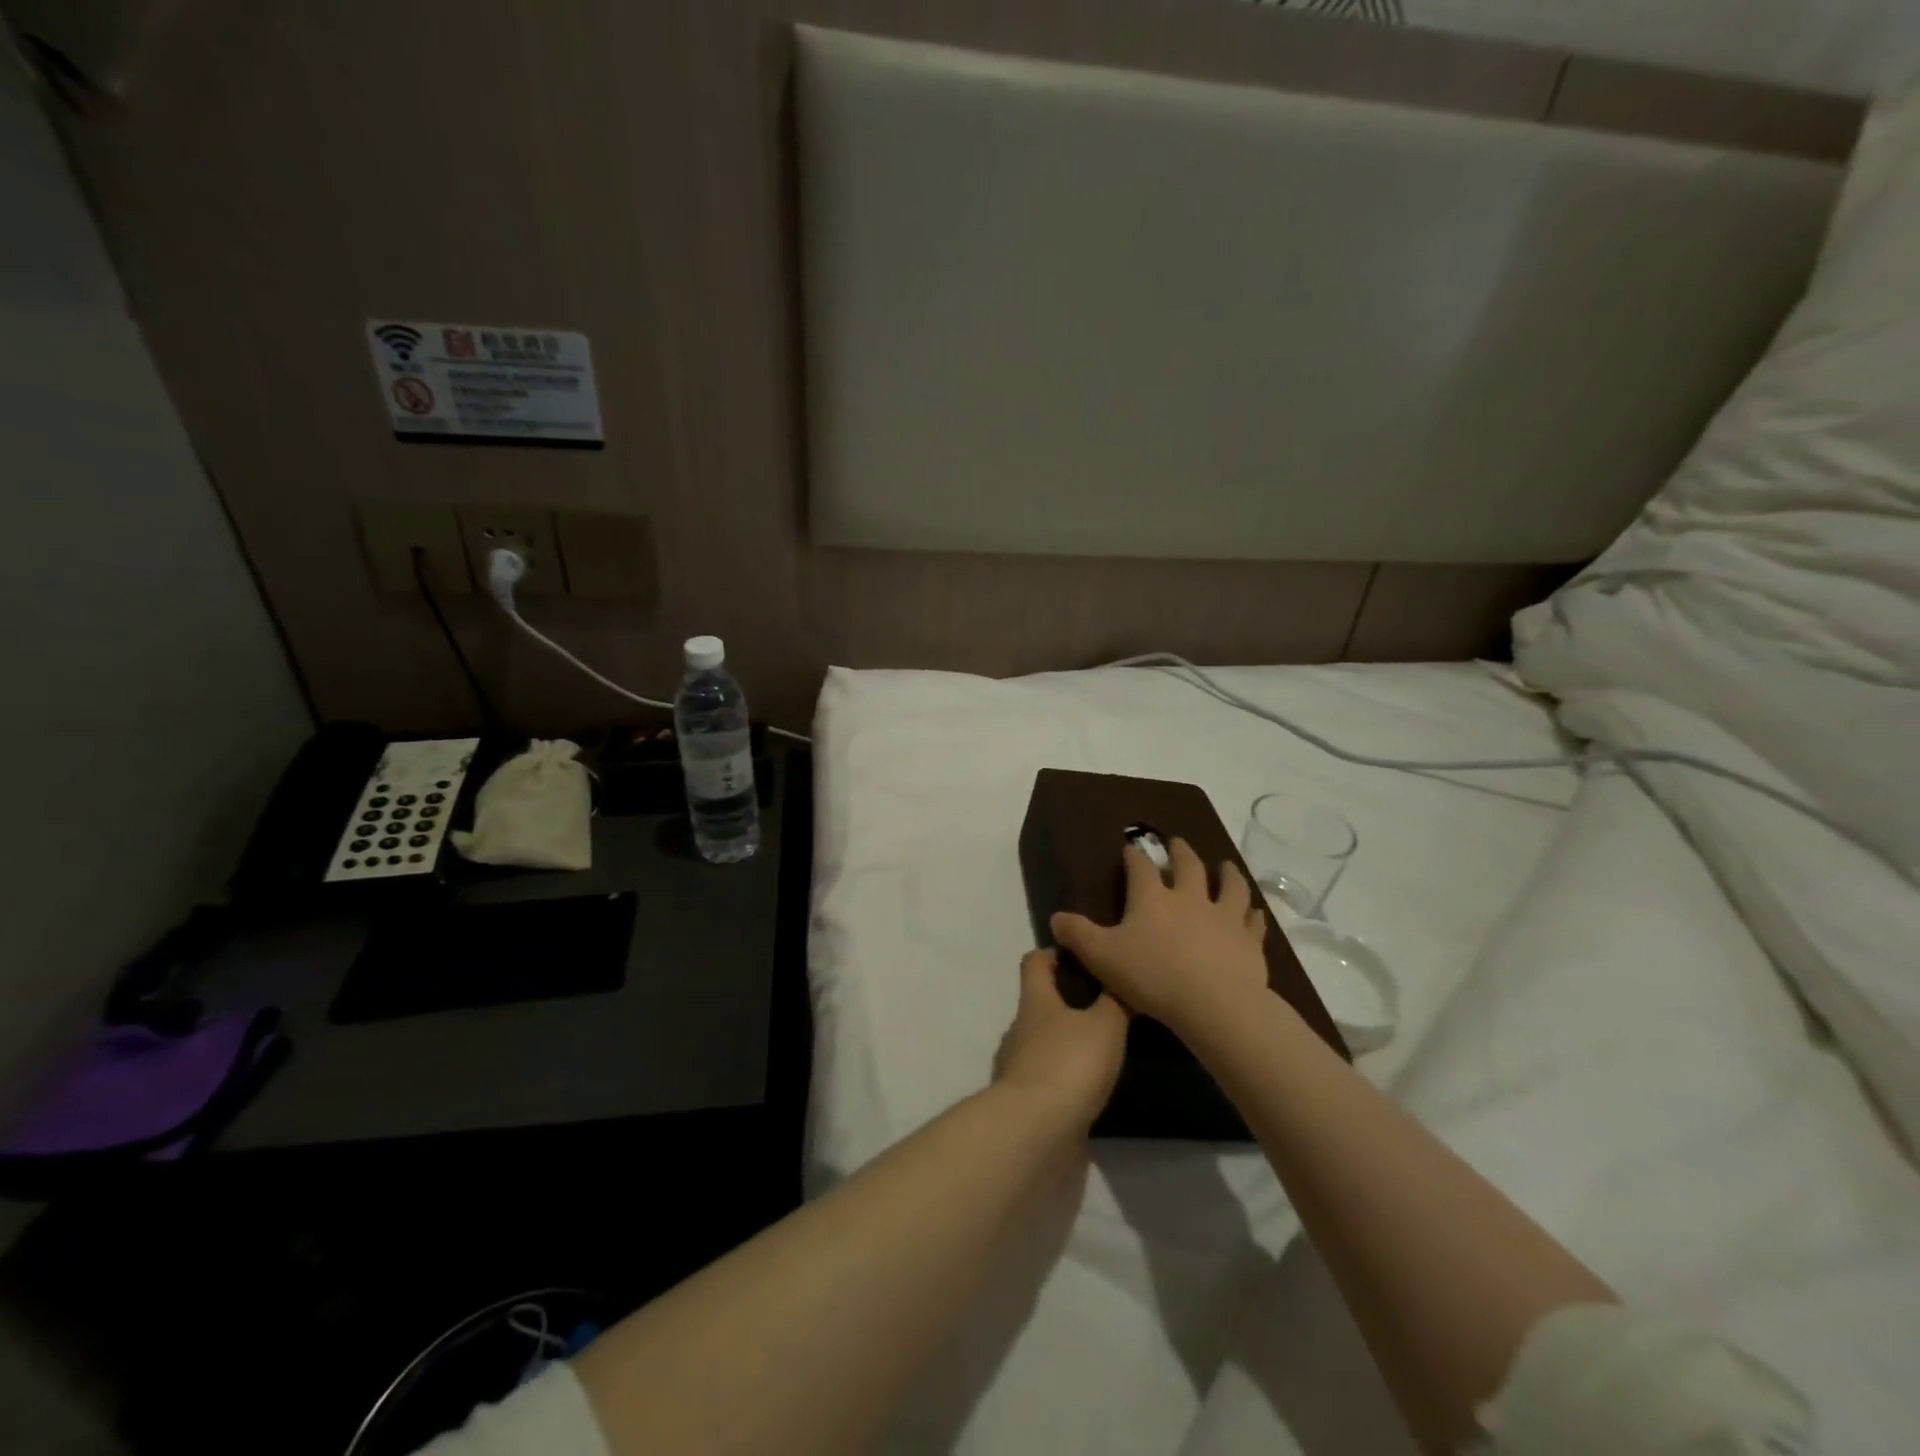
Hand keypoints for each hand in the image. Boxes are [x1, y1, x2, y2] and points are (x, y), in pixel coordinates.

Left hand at [993, 948, 1128, 1131]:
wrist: (1035, 1132)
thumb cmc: (1069, 1063)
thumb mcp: (1104, 1025)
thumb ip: (1115, 1001)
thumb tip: (1121, 976)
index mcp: (1035, 1001)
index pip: (1035, 962)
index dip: (1054, 953)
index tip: (1082, 953)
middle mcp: (1021, 1029)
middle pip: (1040, 1004)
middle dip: (1069, 1002)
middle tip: (1108, 1005)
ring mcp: (1020, 1067)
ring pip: (1045, 1043)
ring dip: (1069, 1043)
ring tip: (1107, 1049)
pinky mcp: (1027, 1102)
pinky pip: (1048, 1079)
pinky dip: (1067, 1079)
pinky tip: (1092, 1087)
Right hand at [1050, 840, 1269, 1032]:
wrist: (1215, 1005)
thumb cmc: (1153, 976)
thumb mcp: (1102, 956)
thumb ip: (1078, 935)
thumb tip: (1055, 918)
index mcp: (1152, 898)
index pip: (1140, 868)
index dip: (1134, 856)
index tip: (1130, 848)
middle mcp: (1190, 898)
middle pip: (1188, 866)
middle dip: (1180, 852)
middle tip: (1177, 842)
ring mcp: (1224, 917)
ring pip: (1229, 886)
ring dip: (1227, 873)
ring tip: (1225, 865)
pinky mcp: (1249, 942)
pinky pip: (1252, 921)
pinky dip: (1252, 914)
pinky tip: (1254, 912)